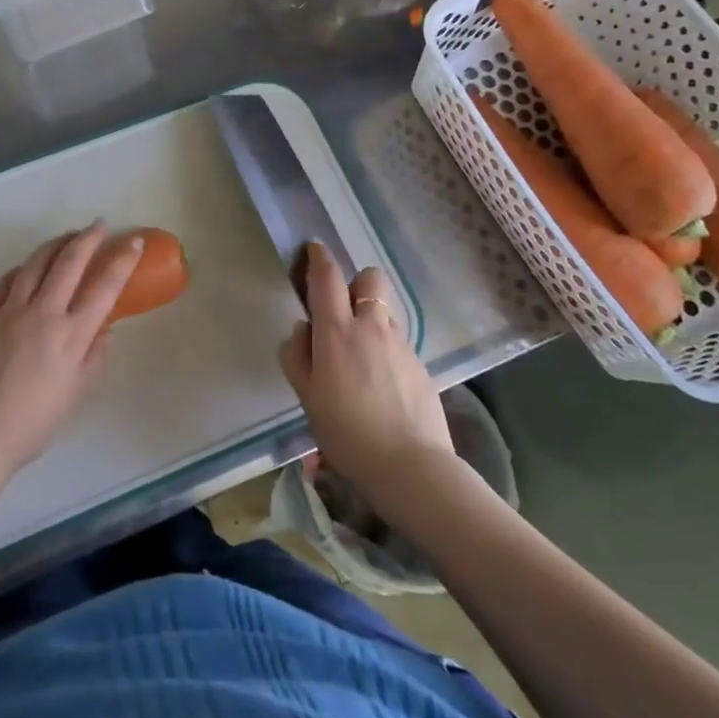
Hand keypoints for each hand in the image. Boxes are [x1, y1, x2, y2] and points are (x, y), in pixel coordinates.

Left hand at [0, 223, 143, 479]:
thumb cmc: (32, 423)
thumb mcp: (74, 395)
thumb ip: (93, 360)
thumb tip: (105, 333)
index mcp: (71, 334)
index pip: (104, 287)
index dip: (122, 261)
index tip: (132, 241)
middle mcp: (43, 313)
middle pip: (69, 263)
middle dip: (87, 239)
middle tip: (98, 225)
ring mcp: (10, 311)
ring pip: (35, 264)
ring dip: (54, 244)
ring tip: (66, 236)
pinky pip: (5, 282)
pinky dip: (20, 269)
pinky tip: (25, 268)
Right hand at [278, 243, 455, 504]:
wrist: (410, 467)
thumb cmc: (346, 433)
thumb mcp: (306, 397)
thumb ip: (297, 356)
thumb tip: (302, 330)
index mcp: (337, 331)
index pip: (327, 277)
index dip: (318, 257)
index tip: (313, 250)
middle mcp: (371, 327)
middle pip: (369, 278)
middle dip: (355, 282)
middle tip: (341, 310)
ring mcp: (401, 344)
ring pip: (385, 311)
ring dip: (371, 317)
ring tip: (361, 355)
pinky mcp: (421, 365)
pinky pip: (398, 342)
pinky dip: (386, 348)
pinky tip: (381, 384)